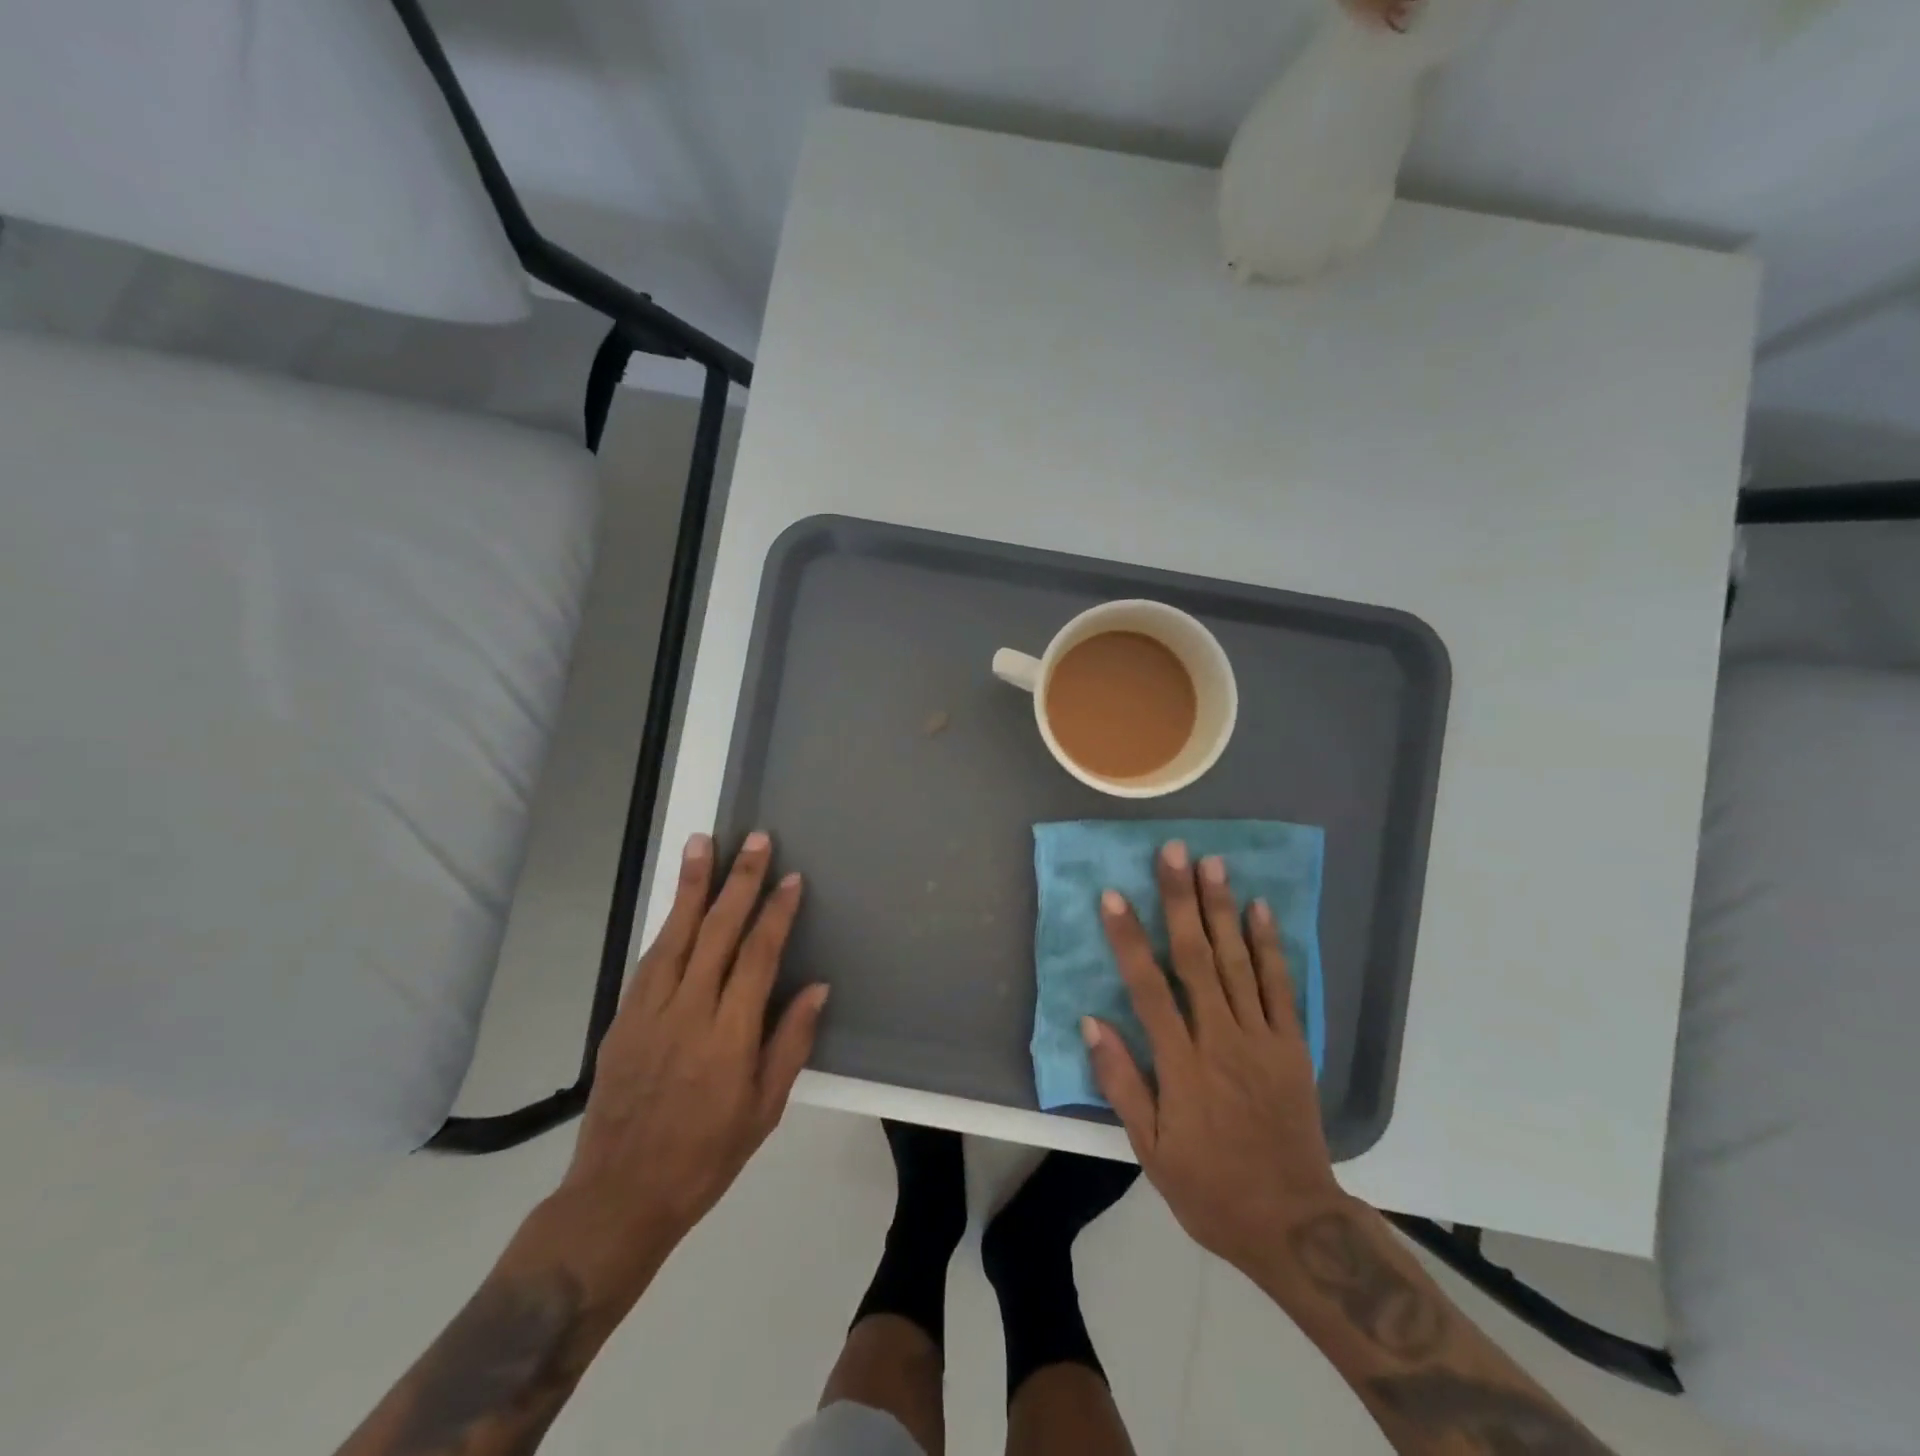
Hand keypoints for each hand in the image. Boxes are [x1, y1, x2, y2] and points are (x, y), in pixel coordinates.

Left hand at [548, 831, 828, 1296]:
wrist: (618, 1196)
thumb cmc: (706, 1157)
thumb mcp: (764, 1110)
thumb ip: (790, 1043)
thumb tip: (816, 987)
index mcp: (729, 1036)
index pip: (757, 956)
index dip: (775, 913)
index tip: (790, 878)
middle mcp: (688, 1011)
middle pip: (717, 932)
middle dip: (739, 881)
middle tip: (755, 840)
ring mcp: (649, 1011)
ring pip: (675, 934)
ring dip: (692, 885)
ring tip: (703, 843)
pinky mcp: (623, 1017)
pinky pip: (650, 959)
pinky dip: (667, 923)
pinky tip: (678, 902)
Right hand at [1083, 841, 1343, 1274]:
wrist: (1294, 1224)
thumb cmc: (1210, 1188)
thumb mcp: (1152, 1149)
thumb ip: (1122, 1081)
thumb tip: (1092, 1021)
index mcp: (1181, 1065)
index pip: (1148, 988)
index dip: (1128, 939)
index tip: (1113, 896)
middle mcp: (1221, 1039)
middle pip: (1196, 958)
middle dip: (1181, 901)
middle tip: (1173, 852)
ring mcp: (1262, 1039)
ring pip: (1238, 962)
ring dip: (1222, 909)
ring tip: (1212, 863)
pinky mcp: (1293, 1046)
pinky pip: (1281, 987)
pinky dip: (1270, 946)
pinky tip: (1259, 909)